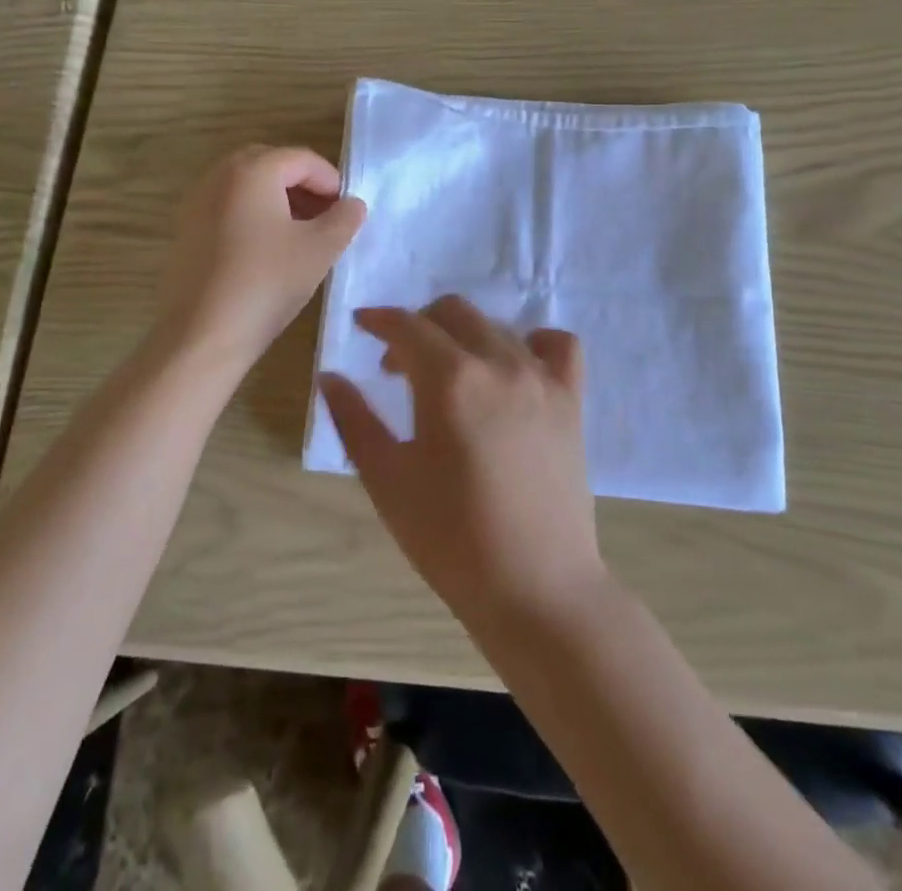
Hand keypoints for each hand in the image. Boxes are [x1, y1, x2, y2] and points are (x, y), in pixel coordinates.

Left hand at [155, 145, 365, 369]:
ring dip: (279, 199)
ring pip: (248, 186)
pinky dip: (254, 215)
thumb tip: (352, 204)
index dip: (331, 181)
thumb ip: (344, 219)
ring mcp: (197, 202)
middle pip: (272, 165)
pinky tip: (269, 250)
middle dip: (303, 185)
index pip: (302, 159)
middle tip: (326, 217)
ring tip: (302, 234)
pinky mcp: (187, 229)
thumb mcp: (320, 250)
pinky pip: (229, 206)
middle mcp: (219, 176)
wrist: (201, 335)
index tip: (347, 211)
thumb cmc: (266, 283)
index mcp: (252, 170)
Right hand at [319, 297, 605, 630]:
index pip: (407, 325)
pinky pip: (558, 345)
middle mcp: (499, 362)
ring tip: (449, 375)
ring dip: (463, 337)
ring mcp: (541, 377)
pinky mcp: (572, 399)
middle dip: (418, 326)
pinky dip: (532, 342)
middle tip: (397, 367)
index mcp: (450, 379)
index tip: (361, 324)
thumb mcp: (387, 479)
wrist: (535, 588)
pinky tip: (514, 367)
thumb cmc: (450, 539)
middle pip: (452, 313)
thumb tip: (330, 376)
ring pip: (496, 326)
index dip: (379, 319)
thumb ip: (354, 419)